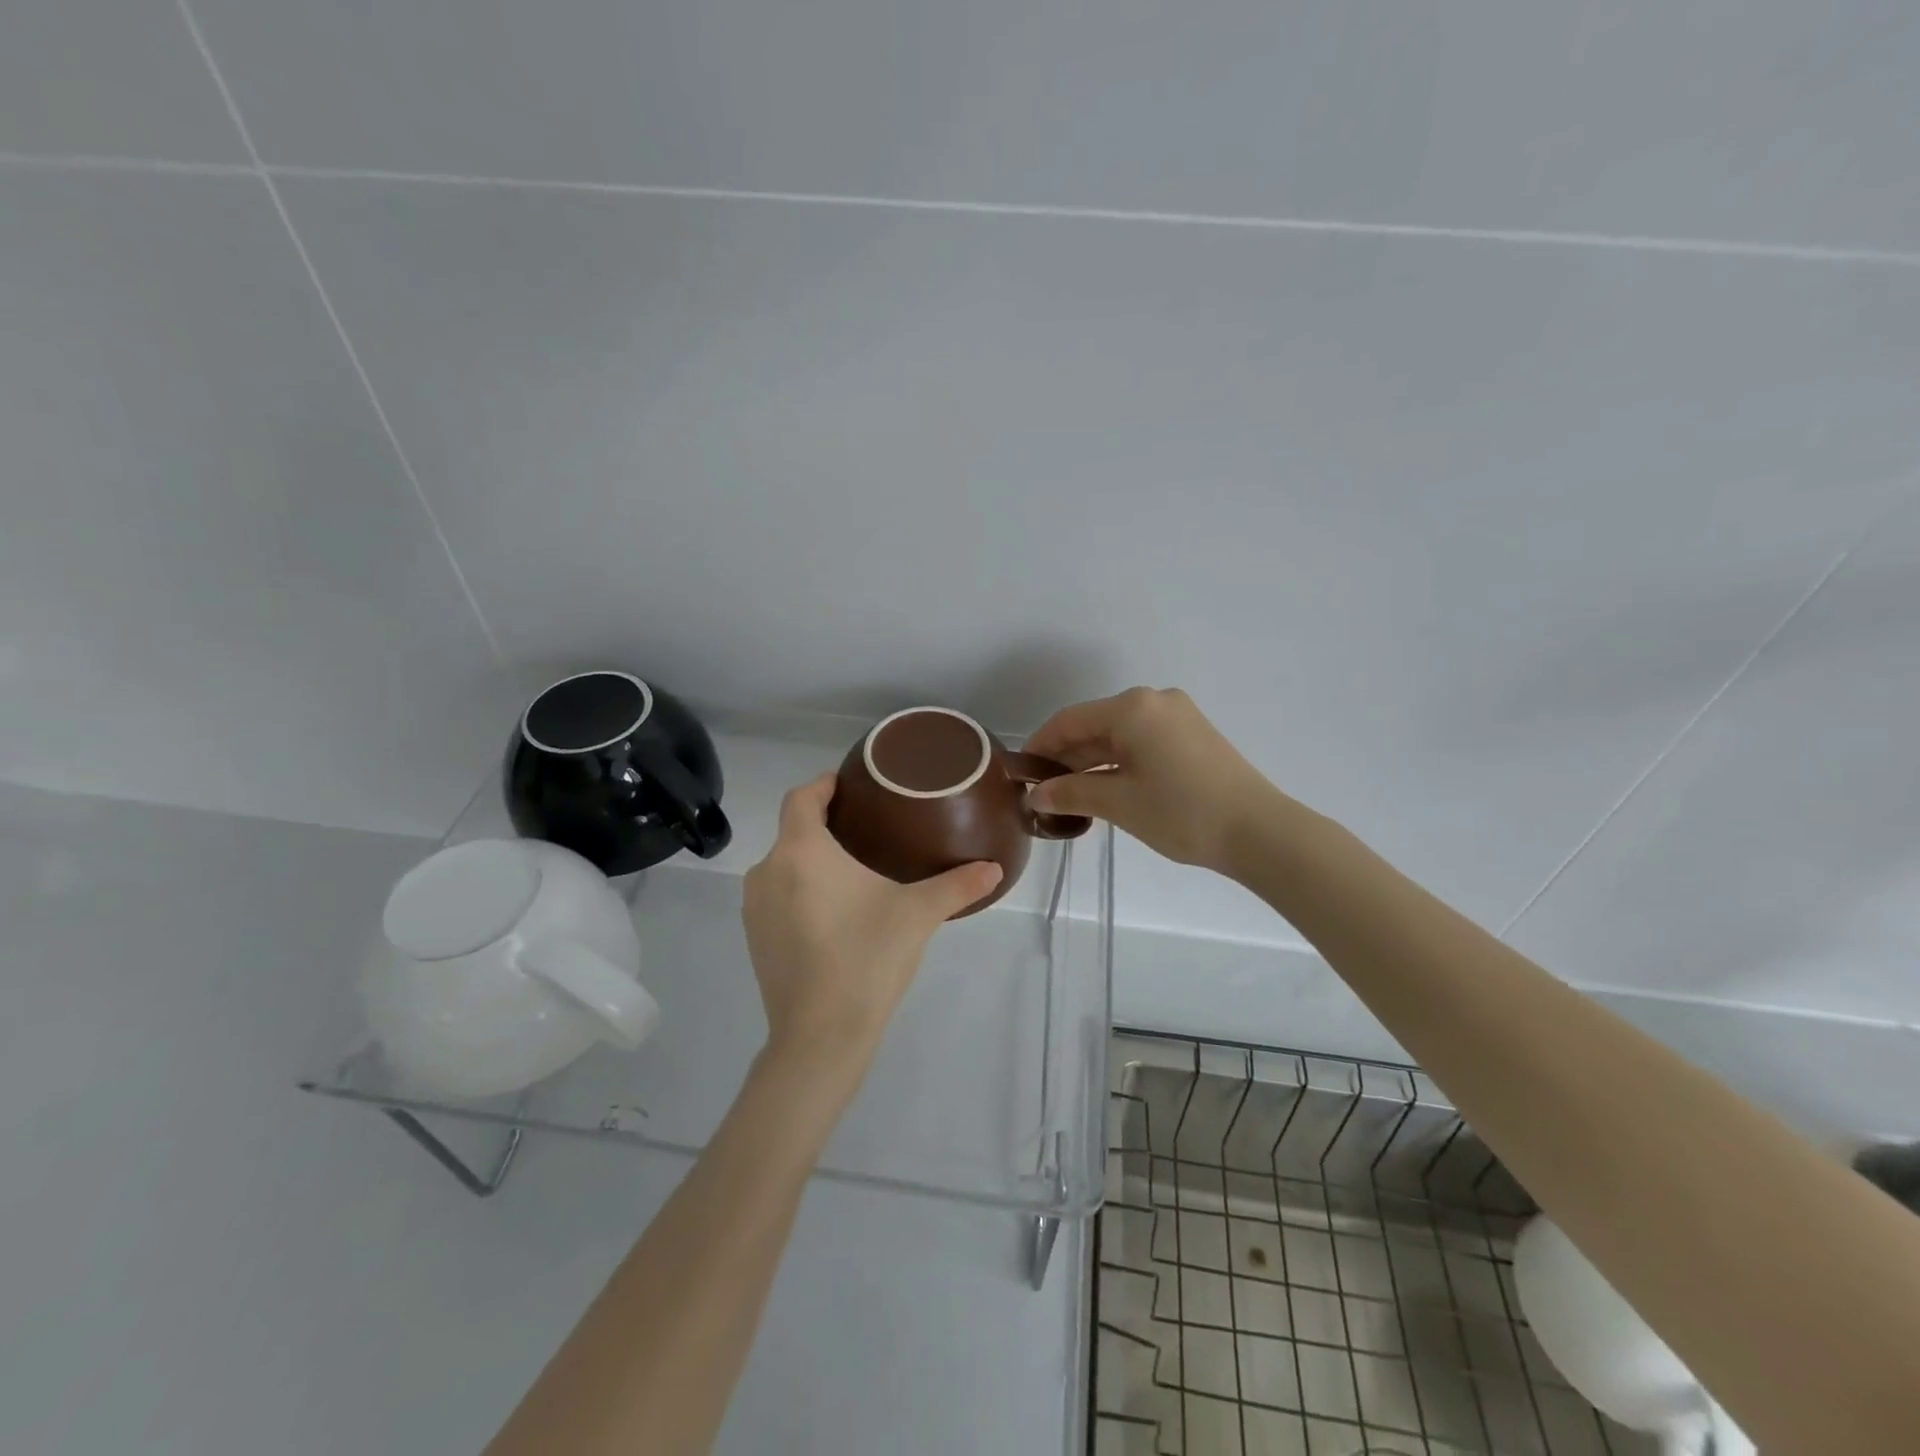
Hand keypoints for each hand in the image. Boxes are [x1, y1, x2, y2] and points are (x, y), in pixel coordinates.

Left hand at [742, 774, 1001, 1079]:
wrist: (819, 1037)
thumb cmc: (866, 959)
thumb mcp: (917, 915)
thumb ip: (957, 886)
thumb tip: (995, 869)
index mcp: (802, 852)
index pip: (801, 797)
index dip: (823, 785)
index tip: (849, 784)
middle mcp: (768, 871)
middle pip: (793, 831)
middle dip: (824, 825)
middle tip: (867, 829)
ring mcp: (755, 907)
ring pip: (783, 865)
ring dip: (810, 860)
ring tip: (852, 869)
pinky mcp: (753, 938)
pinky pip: (776, 895)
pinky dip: (799, 890)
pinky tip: (831, 911)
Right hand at [1026, 688, 1280, 873]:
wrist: (1259, 831)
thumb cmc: (1181, 812)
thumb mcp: (1118, 803)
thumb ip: (1070, 794)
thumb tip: (1034, 796)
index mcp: (1132, 708)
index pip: (1069, 721)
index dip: (1040, 746)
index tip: (1021, 773)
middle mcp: (1154, 701)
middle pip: (1095, 725)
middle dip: (1067, 757)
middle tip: (1044, 791)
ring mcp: (1178, 716)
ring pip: (1119, 734)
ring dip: (1093, 762)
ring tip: (1071, 796)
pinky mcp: (1193, 735)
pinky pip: (1142, 741)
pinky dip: (1120, 761)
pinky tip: (1107, 788)